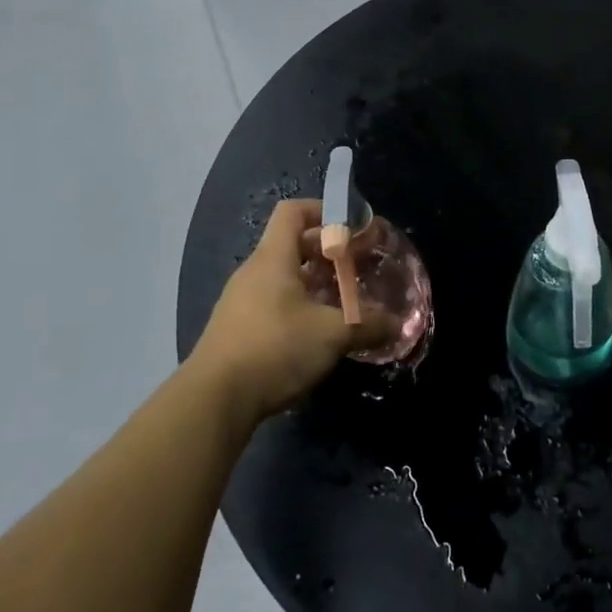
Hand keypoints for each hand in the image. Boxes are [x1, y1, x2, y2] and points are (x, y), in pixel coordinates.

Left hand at [186, 199, 397, 422]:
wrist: (213, 401)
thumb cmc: (274, 349)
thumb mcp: (332, 335)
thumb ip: (368, 325)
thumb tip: (397, 324)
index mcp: (273, 258)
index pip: (294, 211)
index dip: (324, 210)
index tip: (352, 228)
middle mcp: (254, 272)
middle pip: (293, 244)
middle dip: (328, 252)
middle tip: (358, 267)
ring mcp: (241, 301)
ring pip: (285, 277)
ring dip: (315, 282)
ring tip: (344, 301)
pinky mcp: (237, 329)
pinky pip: (274, 302)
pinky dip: (299, 306)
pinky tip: (318, 332)